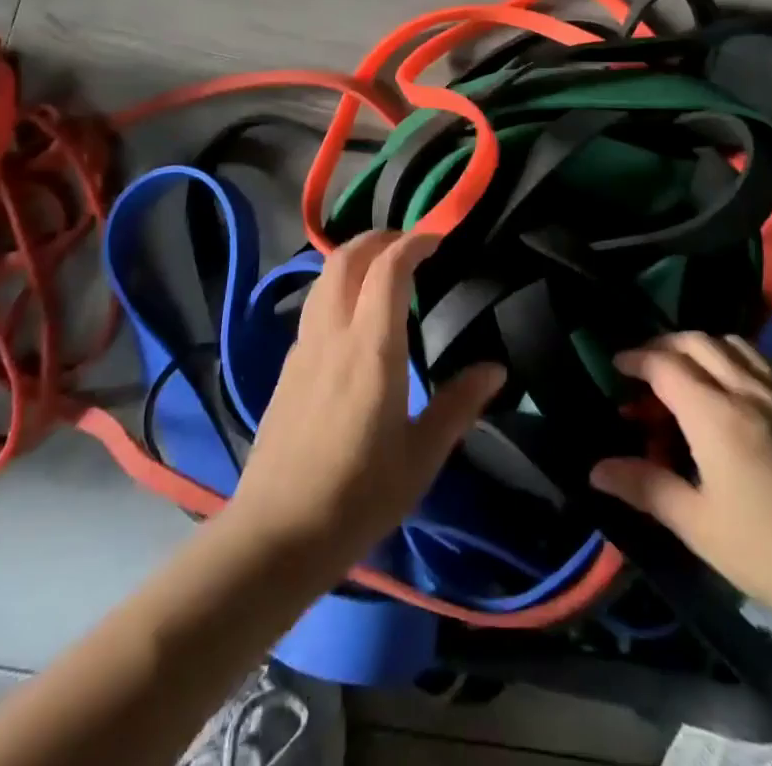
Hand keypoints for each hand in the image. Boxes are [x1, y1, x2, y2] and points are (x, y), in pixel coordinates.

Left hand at [222, 231, 504, 574]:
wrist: (276, 535)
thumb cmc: (358, 497)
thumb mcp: (420, 457)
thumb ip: (458, 405)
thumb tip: (496, 369)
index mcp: (371, 348)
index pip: (388, 269)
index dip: (413, 242)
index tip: (438, 237)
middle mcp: (333, 334)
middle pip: (346, 258)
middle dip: (379, 238)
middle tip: (411, 245)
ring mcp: (304, 348)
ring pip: (324, 277)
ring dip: (354, 257)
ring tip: (382, 269)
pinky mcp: (287, 366)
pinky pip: (314, 305)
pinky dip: (337, 286)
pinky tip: (353, 314)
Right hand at [590, 332, 771, 639]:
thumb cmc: (771, 551)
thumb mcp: (699, 525)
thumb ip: (646, 487)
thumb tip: (597, 469)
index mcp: (714, 414)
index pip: (664, 364)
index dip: (636, 359)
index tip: (617, 367)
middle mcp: (747, 387)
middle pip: (697, 341)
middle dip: (665, 345)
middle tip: (647, 367)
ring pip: (734, 342)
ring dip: (703, 346)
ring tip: (690, 372)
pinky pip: (766, 358)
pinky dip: (740, 356)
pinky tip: (739, 384)